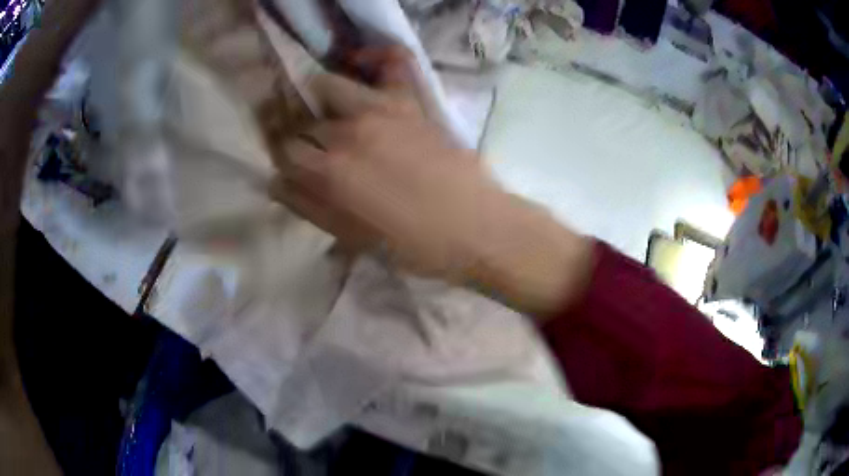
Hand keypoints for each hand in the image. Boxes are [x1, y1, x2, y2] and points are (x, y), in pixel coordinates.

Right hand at [270, 47, 593, 315]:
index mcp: (331, 172)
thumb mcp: (352, 238)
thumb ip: (308, 207)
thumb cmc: (413, 245)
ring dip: (324, 99)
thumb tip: (276, 183)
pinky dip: (375, 58)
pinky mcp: (411, 101)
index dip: (285, 158)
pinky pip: (392, 63)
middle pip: (305, 120)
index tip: (294, 167)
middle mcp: (348, 132)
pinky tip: (365, 66)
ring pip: (331, 85)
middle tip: (317, 148)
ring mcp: (381, 109)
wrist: (475, 228)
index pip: (286, 150)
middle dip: (304, 134)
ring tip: (335, 114)